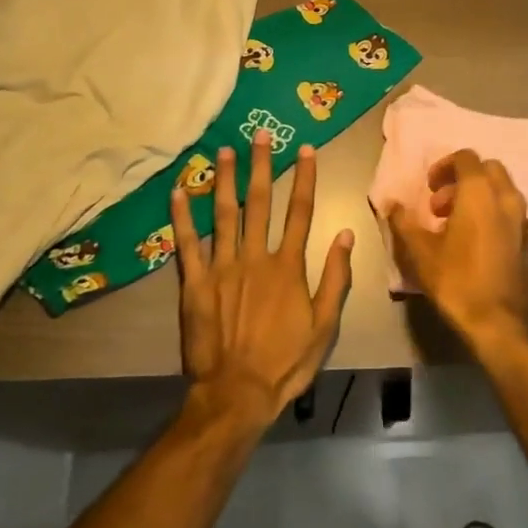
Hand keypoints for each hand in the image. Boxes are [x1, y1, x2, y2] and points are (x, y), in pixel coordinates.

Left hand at [174, 131, 352, 432]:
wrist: (236, 393)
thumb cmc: (285, 361)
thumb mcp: (324, 325)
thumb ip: (335, 278)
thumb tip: (346, 234)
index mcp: (288, 266)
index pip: (299, 211)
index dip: (304, 178)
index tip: (306, 149)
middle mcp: (255, 257)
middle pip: (260, 202)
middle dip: (262, 166)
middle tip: (261, 134)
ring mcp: (222, 267)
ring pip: (224, 213)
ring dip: (225, 179)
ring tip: (225, 150)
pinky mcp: (195, 283)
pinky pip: (188, 243)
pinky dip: (183, 216)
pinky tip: (180, 190)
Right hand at [388, 149, 527, 358]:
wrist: (500, 323)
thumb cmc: (456, 280)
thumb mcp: (419, 252)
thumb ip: (403, 222)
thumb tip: (391, 204)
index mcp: (480, 193)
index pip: (466, 157)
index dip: (444, 166)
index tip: (429, 188)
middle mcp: (508, 199)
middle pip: (489, 170)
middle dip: (464, 180)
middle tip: (441, 206)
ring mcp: (525, 223)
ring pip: (504, 196)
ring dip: (481, 201)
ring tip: (458, 228)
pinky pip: (514, 222)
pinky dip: (496, 223)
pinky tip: (481, 248)